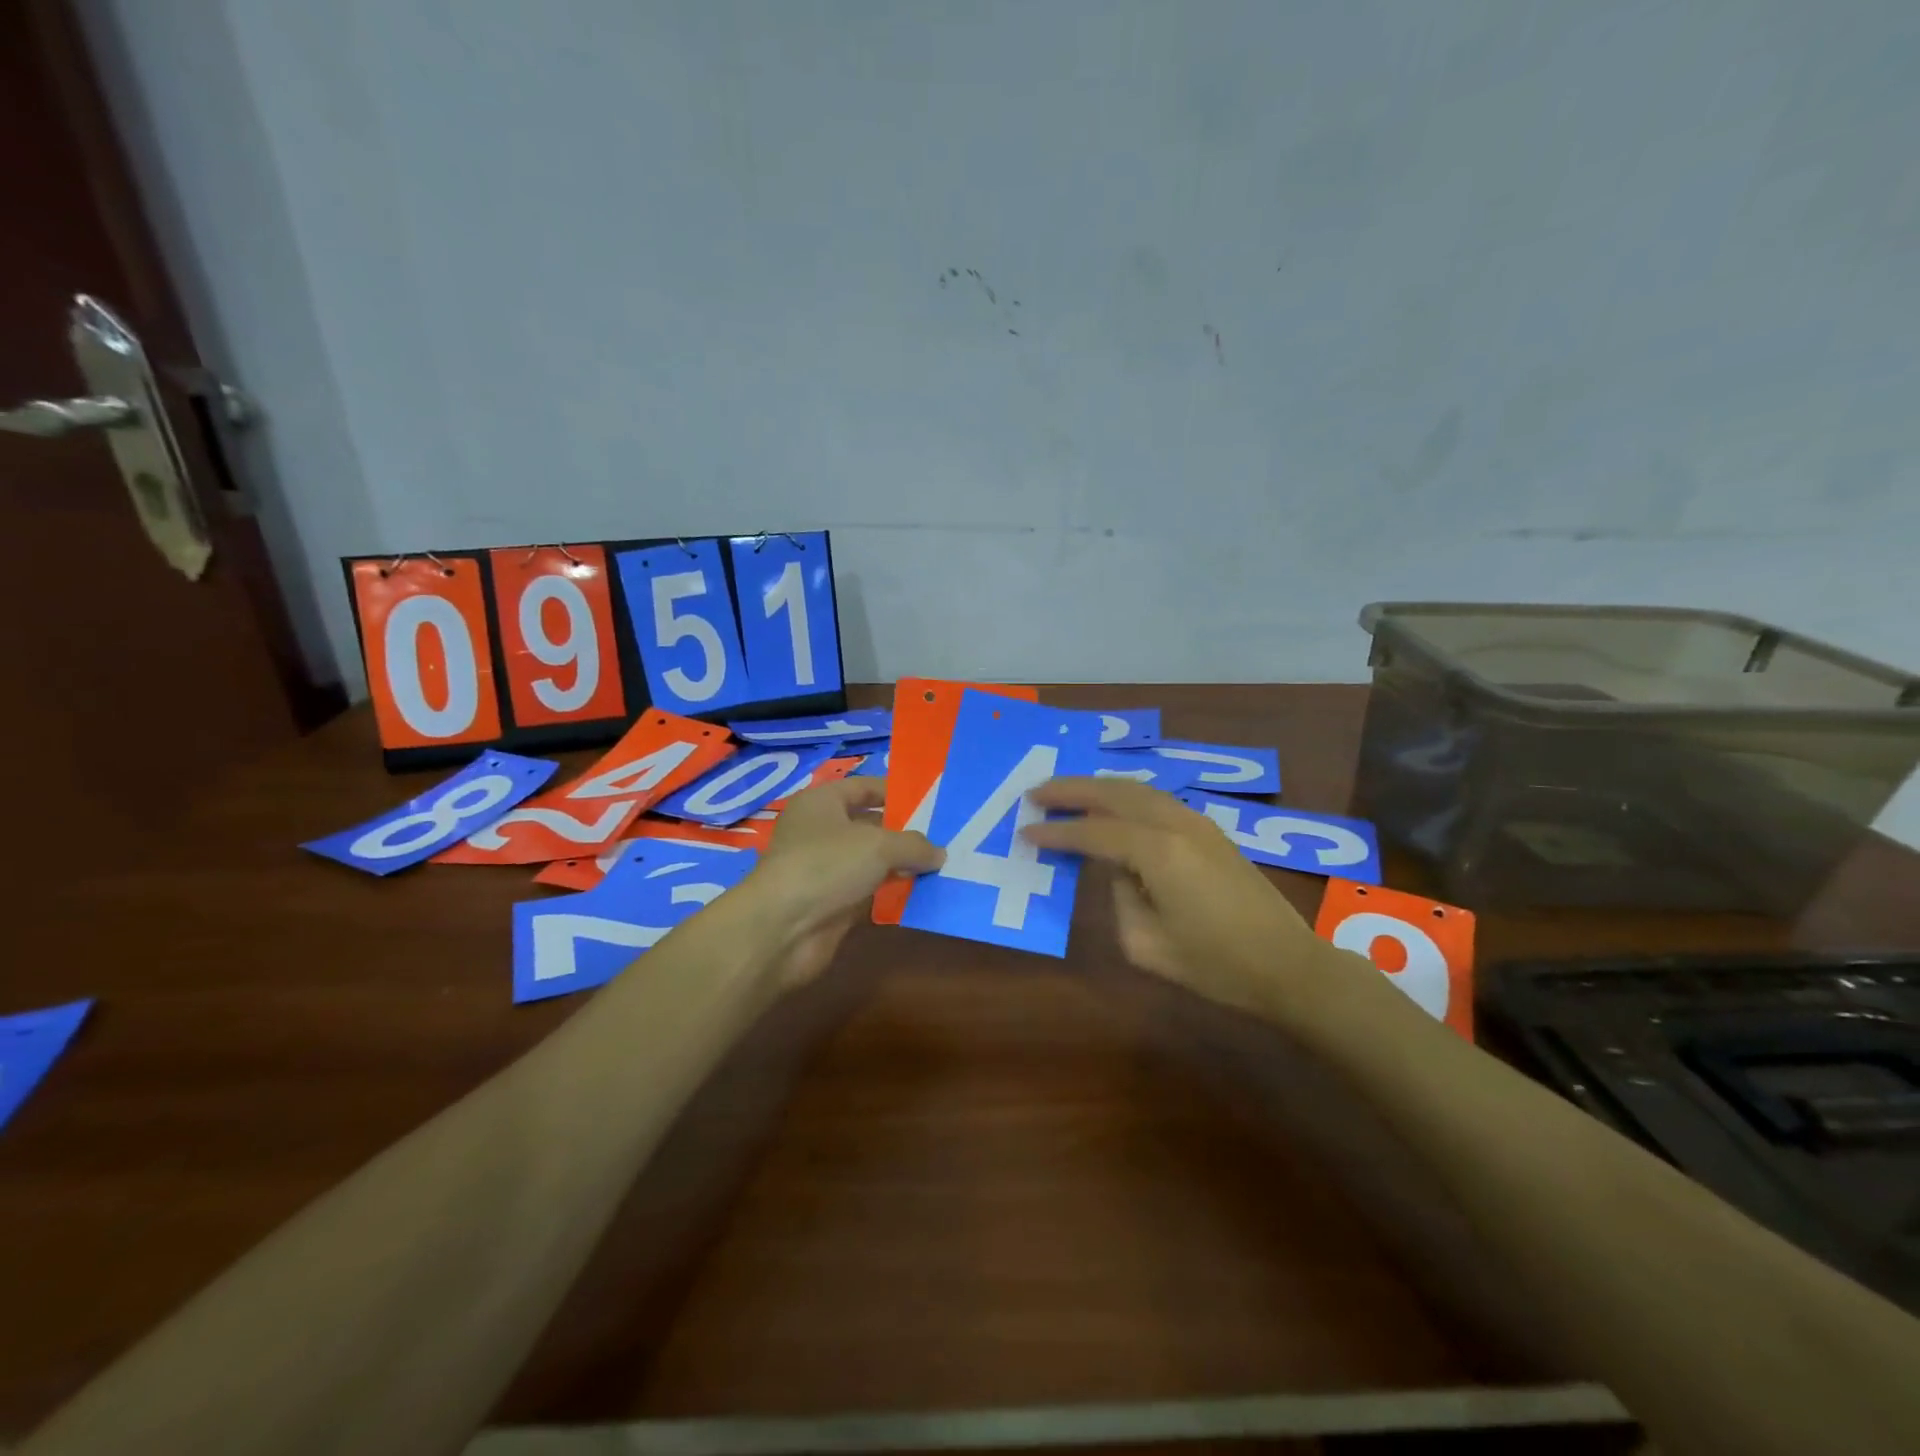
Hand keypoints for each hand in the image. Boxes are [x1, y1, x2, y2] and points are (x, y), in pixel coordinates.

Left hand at [751, 777, 942, 987]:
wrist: (782, 928)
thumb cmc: (827, 865)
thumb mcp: (878, 845)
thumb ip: (913, 845)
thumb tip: (938, 853)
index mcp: (822, 803)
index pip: (864, 787)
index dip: (896, 792)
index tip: (932, 801)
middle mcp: (821, 832)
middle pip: (870, 825)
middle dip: (905, 832)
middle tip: (946, 837)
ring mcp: (825, 870)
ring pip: (871, 862)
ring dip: (902, 866)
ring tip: (943, 866)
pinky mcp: (832, 904)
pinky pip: (869, 892)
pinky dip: (892, 894)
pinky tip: (923, 895)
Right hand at [1022, 777, 1332, 1019]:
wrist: (1287, 965)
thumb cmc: (1216, 964)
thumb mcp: (1146, 945)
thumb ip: (1119, 898)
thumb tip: (1119, 871)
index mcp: (1157, 852)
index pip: (1093, 833)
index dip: (1057, 832)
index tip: (1025, 832)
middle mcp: (1176, 824)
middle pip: (1114, 794)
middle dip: (1071, 789)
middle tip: (1036, 792)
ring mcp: (1197, 823)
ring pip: (1137, 789)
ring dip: (1098, 788)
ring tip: (1065, 792)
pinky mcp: (1210, 831)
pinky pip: (1156, 800)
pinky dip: (1125, 796)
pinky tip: (1111, 806)